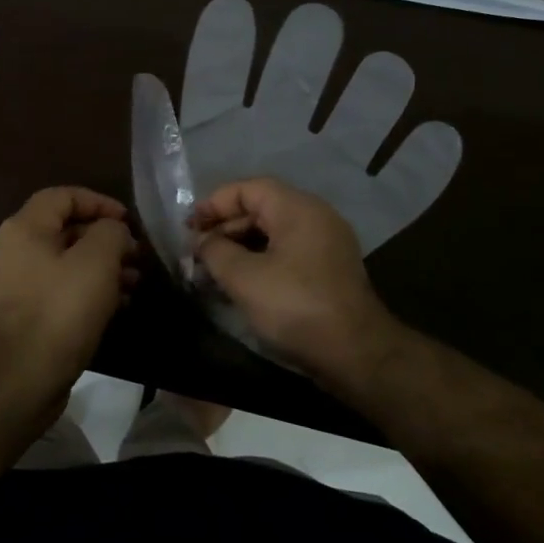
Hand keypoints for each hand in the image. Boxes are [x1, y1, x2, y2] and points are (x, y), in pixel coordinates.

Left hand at [0, 187, 136, 391]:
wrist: (22, 378)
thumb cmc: (61, 310)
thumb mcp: (97, 261)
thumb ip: (110, 233)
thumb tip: (112, 231)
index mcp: (23, 229)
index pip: (63, 196)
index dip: (99, 202)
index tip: (128, 221)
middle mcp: (11, 250)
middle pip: (64, 229)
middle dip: (105, 239)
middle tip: (136, 255)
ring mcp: (13, 284)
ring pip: (64, 262)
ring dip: (101, 267)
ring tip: (134, 282)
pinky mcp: (21, 314)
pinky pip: (58, 289)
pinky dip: (87, 289)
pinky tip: (117, 305)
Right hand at [192, 177, 396, 383]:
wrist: (355, 354)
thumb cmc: (295, 306)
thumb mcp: (244, 277)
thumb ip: (215, 251)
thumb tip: (201, 242)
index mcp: (297, 208)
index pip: (247, 189)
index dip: (214, 204)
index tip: (188, 228)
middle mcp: (315, 216)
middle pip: (261, 208)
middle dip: (224, 228)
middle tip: (196, 252)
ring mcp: (326, 243)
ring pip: (273, 232)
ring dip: (240, 246)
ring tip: (212, 269)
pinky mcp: (328, 269)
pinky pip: (287, 252)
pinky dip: (260, 260)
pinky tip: (240, 283)